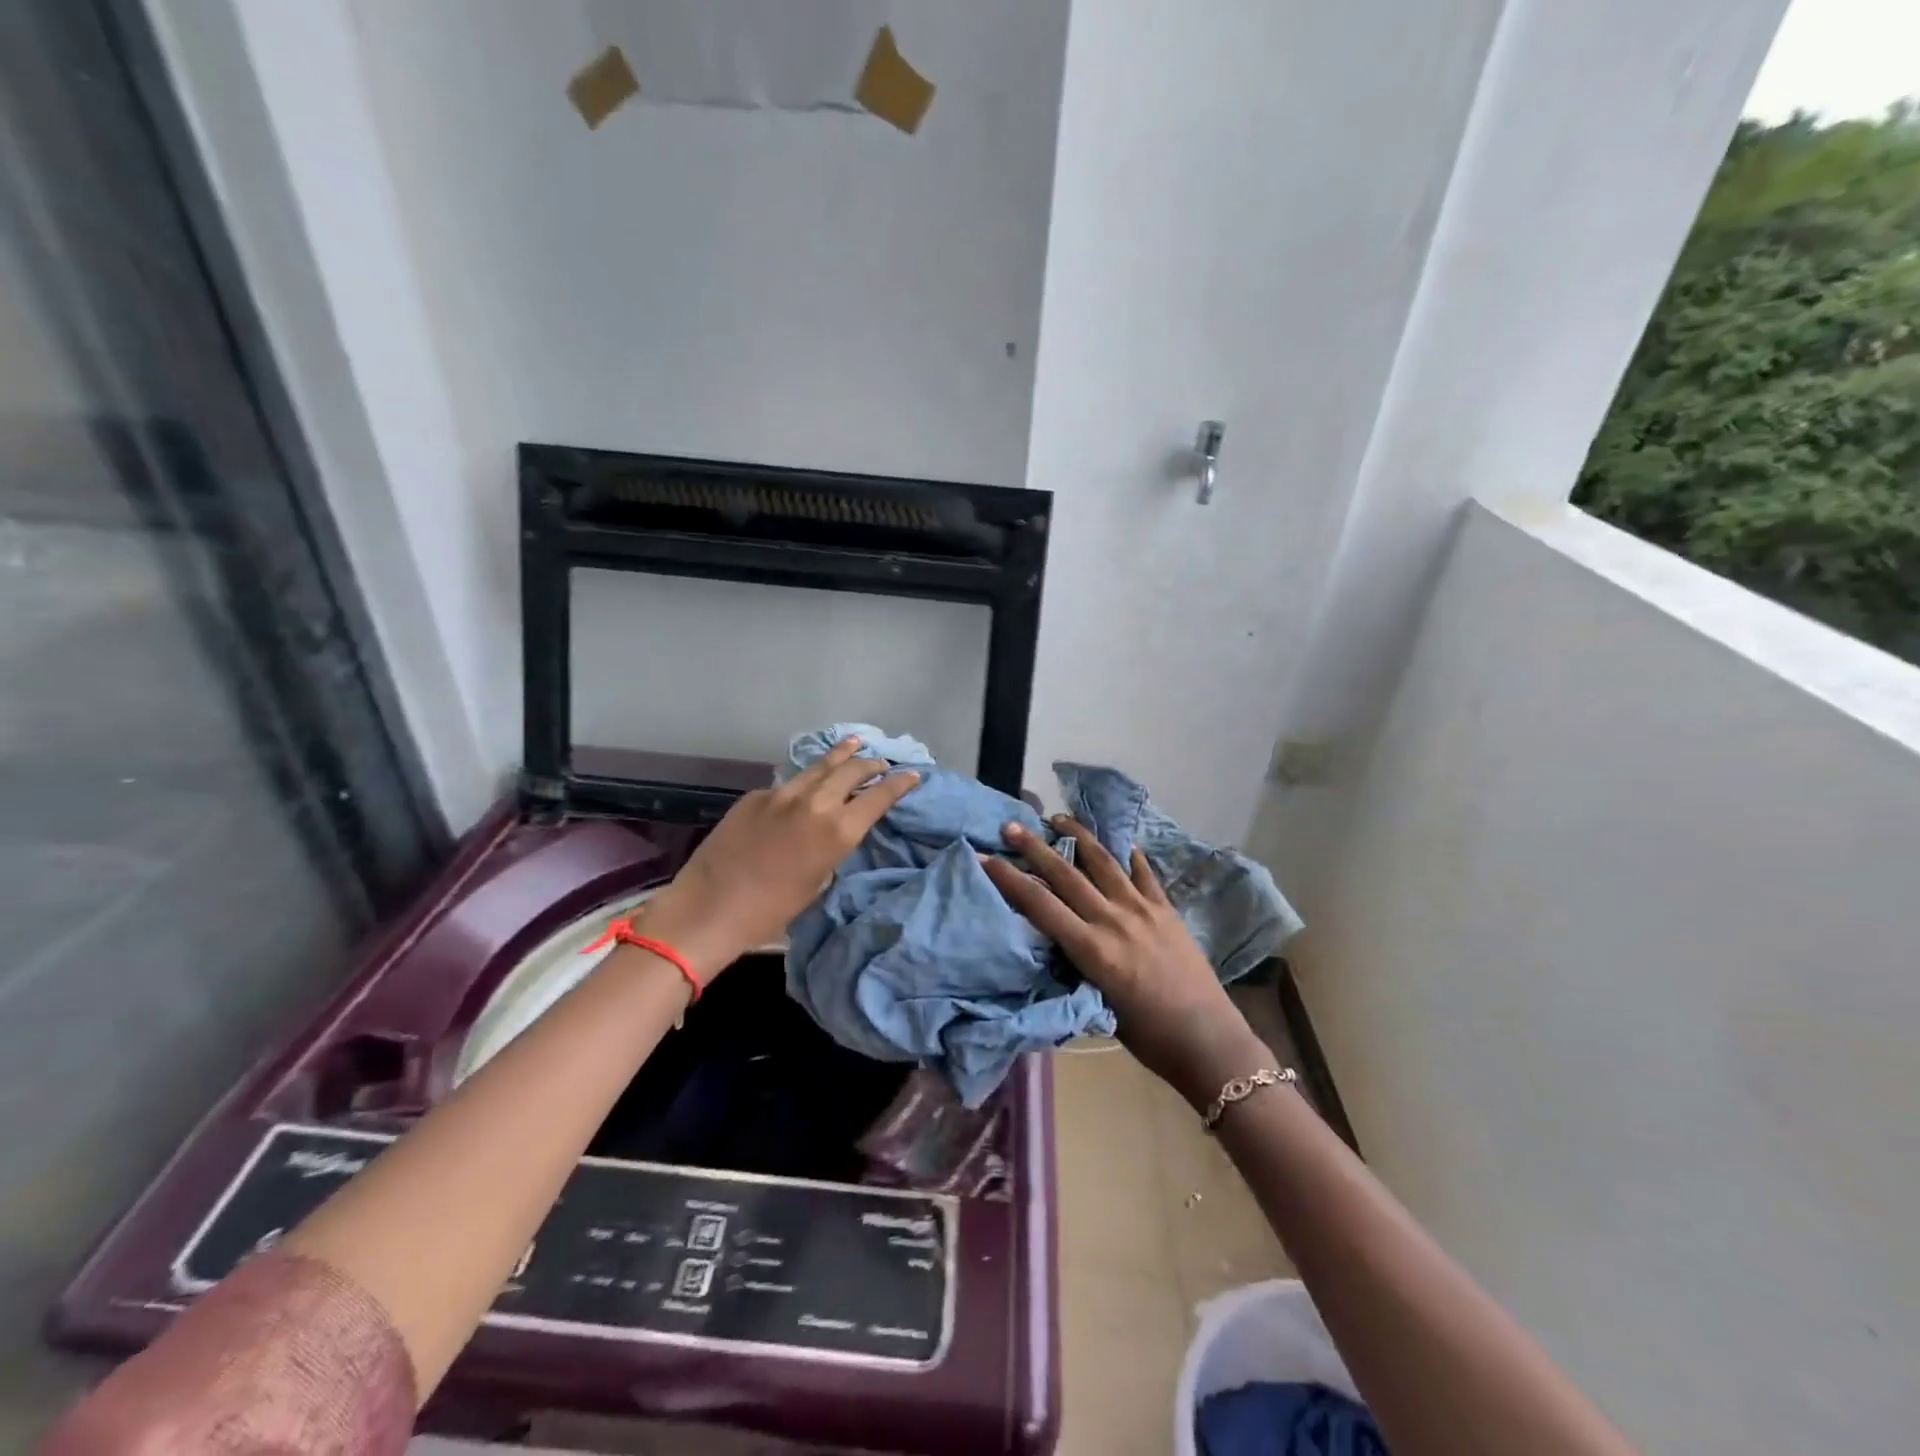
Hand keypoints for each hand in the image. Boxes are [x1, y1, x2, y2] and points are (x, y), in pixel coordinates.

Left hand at [639, 738, 919, 981]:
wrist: (709, 908)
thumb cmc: (770, 911)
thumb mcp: (818, 882)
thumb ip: (834, 848)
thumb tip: (838, 829)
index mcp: (837, 831)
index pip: (879, 797)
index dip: (900, 784)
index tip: (913, 775)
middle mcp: (815, 803)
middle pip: (851, 771)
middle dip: (871, 764)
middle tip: (882, 762)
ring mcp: (782, 794)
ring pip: (819, 766)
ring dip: (841, 755)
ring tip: (855, 742)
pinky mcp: (756, 796)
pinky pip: (789, 783)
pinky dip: (806, 780)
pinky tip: (808, 781)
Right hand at [981, 817, 1270, 1107]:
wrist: (1208, 1041)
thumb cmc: (1147, 1037)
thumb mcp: (1098, 1002)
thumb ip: (1076, 965)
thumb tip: (1055, 940)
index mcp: (1092, 950)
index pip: (1040, 905)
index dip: (1010, 879)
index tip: (987, 857)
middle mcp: (1113, 920)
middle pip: (1066, 874)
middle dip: (1034, 847)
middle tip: (1011, 826)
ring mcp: (1143, 909)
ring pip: (1104, 862)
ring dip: (1078, 836)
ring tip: (1058, 818)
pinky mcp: (1167, 909)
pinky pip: (1143, 873)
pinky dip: (1129, 855)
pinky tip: (1120, 841)